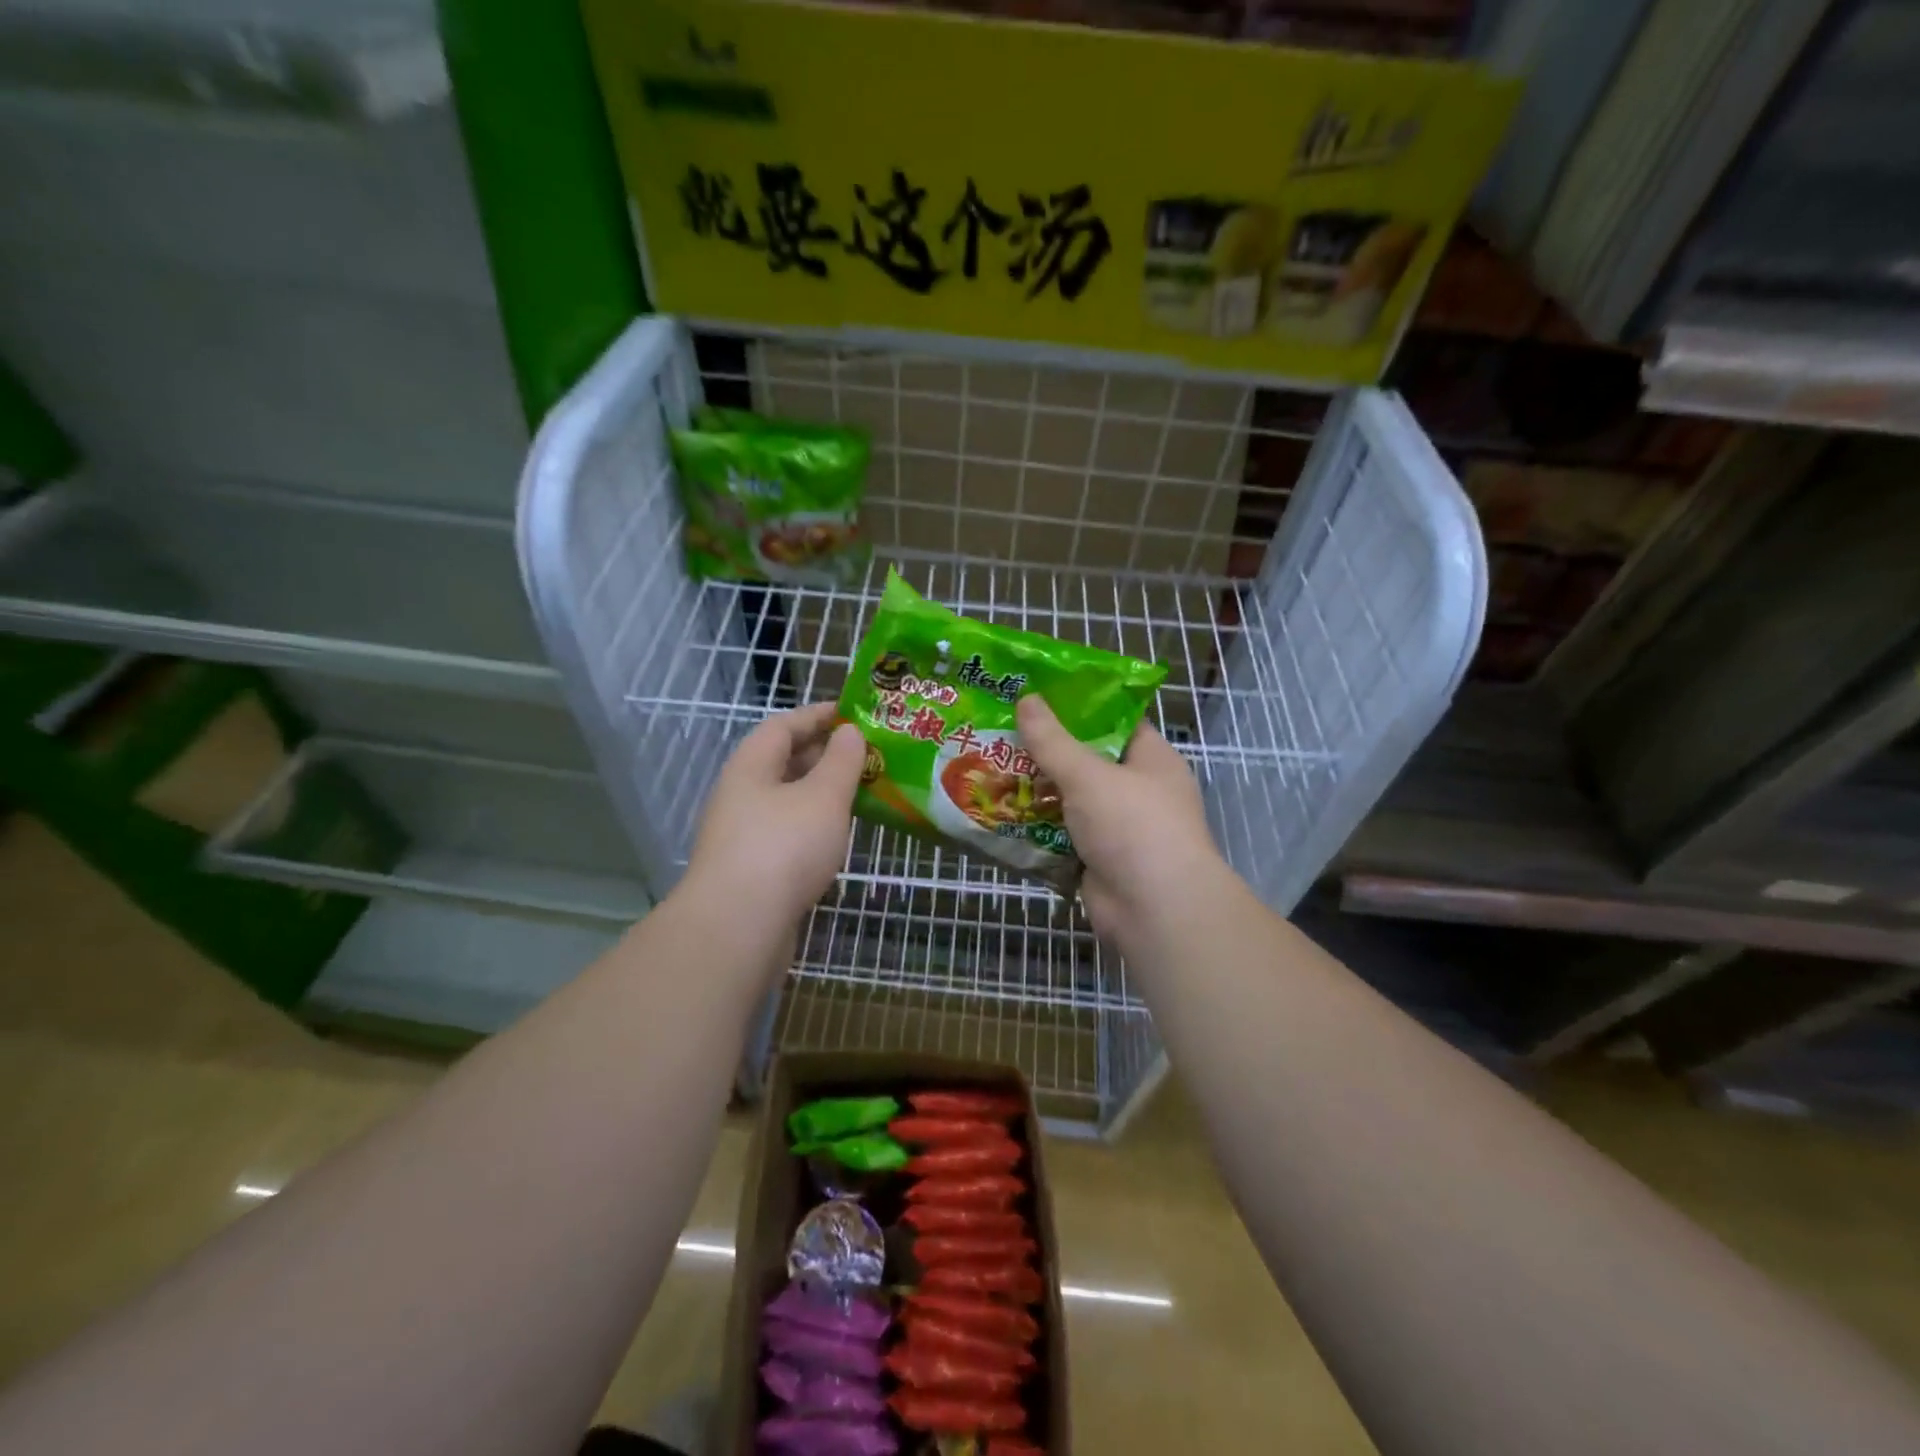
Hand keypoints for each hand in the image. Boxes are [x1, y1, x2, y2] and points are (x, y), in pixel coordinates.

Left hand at [682, 702, 865, 929]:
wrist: (737, 928)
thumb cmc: (783, 848)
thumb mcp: (823, 796)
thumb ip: (841, 761)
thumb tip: (849, 732)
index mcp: (752, 766)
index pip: (783, 725)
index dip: (818, 715)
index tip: (853, 713)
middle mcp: (741, 794)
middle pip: (783, 762)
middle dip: (824, 754)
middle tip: (867, 755)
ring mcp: (743, 834)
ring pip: (787, 800)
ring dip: (821, 793)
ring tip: (861, 792)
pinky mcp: (752, 869)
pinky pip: (788, 833)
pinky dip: (814, 826)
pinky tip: (838, 837)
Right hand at [1017, 695, 1227, 947]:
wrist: (1155, 911)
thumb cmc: (1133, 826)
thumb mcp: (1089, 775)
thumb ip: (1053, 740)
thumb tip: (1027, 699)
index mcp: (1151, 760)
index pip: (1115, 721)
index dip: (1079, 706)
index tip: (1037, 694)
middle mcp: (1138, 791)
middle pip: (1086, 761)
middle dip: (1046, 750)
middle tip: (1001, 730)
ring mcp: (1118, 829)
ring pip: (1070, 801)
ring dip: (1036, 791)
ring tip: (990, 767)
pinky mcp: (1097, 861)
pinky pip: (1060, 836)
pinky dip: (1035, 829)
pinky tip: (998, 813)